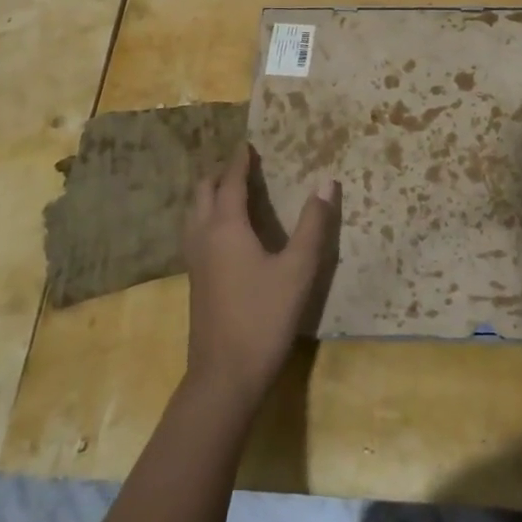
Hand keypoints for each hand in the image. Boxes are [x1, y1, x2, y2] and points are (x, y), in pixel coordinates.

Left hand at [182, 144, 339, 411]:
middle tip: (242, 166)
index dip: (240, 161)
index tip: (248, 144)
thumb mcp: (298, 269)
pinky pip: (195, 233)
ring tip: (231, 192)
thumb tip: (327, 182)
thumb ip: (313, 224)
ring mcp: (195, 261)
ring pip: (194, 214)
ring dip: (209, 196)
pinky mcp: (195, 282)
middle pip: (203, 193)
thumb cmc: (263, 317)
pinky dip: (207, 217)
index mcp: (226, 227)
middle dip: (220, 174)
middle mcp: (204, 237)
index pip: (230, 182)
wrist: (224, 378)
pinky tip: (225, 233)